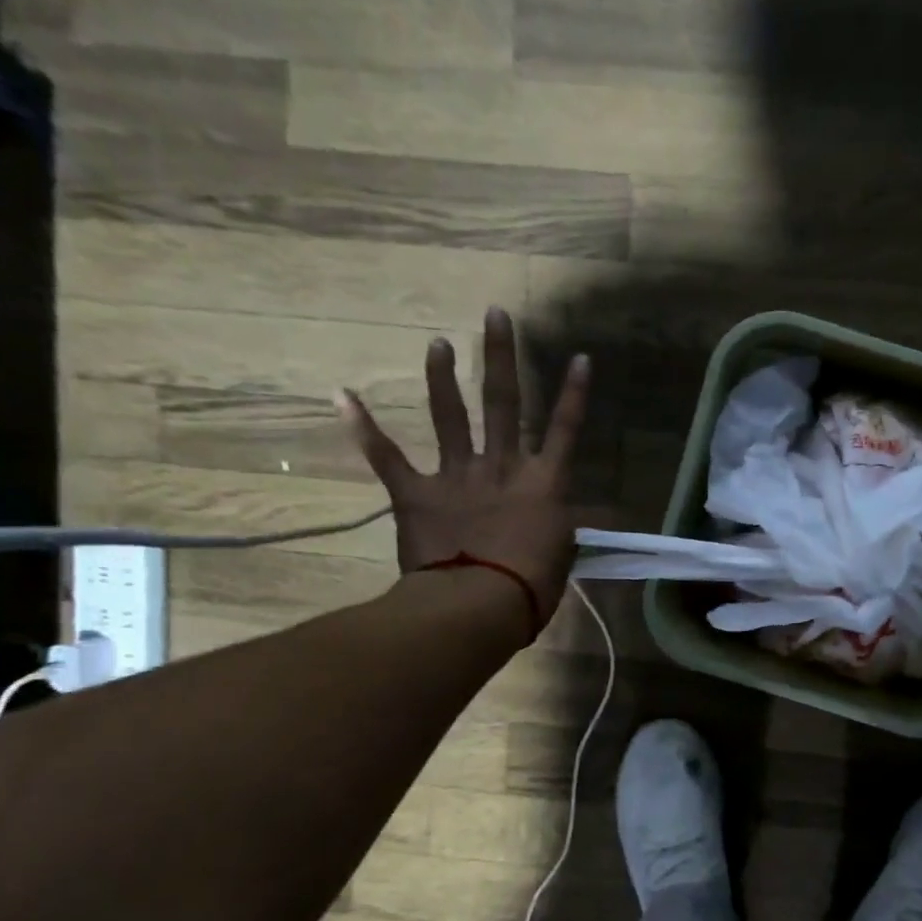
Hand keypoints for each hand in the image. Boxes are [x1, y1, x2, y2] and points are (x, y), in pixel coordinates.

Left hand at [336, 307, 589, 622]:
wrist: (477, 605)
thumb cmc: (531, 588)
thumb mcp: (561, 555)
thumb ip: (558, 527)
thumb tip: (561, 520)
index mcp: (543, 484)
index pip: (566, 430)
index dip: (575, 394)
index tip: (580, 357)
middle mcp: (502, 468)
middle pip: (505, 403)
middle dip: (501, 357)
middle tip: (495, 315)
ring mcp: (457, 477)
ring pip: (451, 418)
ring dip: (443, 379)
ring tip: (438, 344)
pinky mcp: (417, 494)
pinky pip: (388, 458)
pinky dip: (364, 427)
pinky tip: (341, 395)